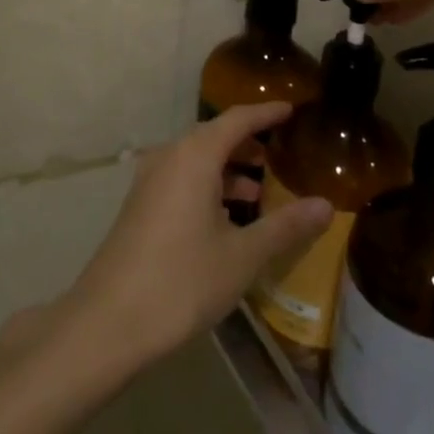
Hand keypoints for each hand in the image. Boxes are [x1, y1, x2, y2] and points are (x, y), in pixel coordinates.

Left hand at [66, 104, 333, 365]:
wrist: (106, 324)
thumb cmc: (181, 281)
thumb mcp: (242, 256)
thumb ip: (285, 227)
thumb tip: (326, 206)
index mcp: (195, 155)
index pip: (238, 118)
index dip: (266, 112)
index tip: (292, 109)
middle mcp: (170, 156)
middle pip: (216, 136)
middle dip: (249, 143)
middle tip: (282, 155)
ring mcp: (150, 180)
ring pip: (197, 160)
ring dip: (229, 168)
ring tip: (260, 192)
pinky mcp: (140, 206)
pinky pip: (182, 178)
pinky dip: (208, 185)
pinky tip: (227, 218)